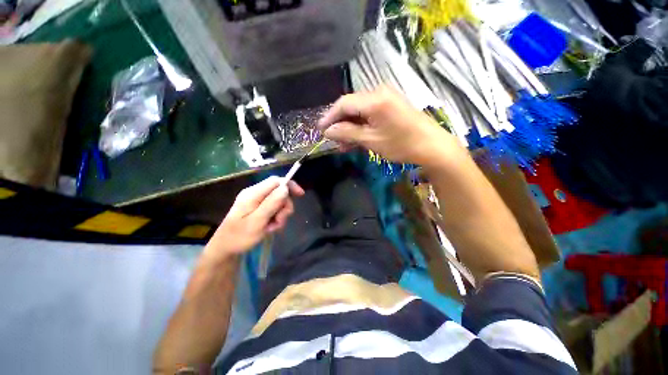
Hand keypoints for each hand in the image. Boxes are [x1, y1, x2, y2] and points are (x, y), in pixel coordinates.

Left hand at [204, 176, 304, 259]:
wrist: (225, 249)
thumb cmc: (239, 236)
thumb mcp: (257, 221)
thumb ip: (271, 204)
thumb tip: (285, 188)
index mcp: (253, 194)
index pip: (275, 181)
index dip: (290, 185)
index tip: (301, 195)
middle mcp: (255, 194)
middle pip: (279, 192)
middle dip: (284, 206)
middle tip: (280, 221)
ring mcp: (256, 201)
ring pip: (278, 202)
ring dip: (280, 215)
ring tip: (273, 227)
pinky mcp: (258, 208)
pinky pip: (274, 209)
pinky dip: (276, 218)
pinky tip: (270, 228)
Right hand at [318, 86, 459, 166]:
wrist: (432, 146)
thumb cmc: (401, 144)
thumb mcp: (371, 140)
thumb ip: (347, 133)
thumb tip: (327, 131)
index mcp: (374, 99)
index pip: (344, 103)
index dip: (330, 117)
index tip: (320, 130)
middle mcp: (379, 93)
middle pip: (351, 106)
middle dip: (340, 123)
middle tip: (333, 139)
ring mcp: (386, 98)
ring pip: (360, 111)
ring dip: (350, 126)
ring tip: (343, 143)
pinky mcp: (391, 106)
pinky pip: (370, 114)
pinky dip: (361, 125)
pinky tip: (356, 138)